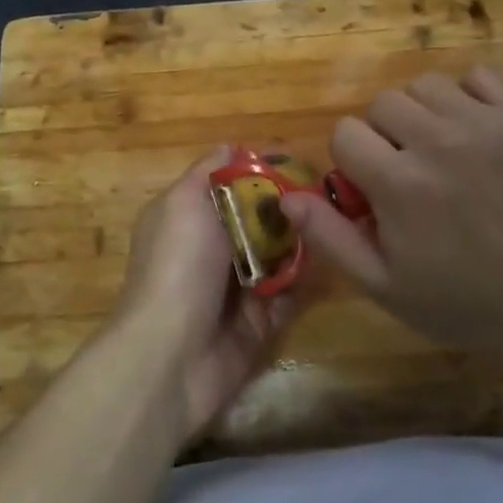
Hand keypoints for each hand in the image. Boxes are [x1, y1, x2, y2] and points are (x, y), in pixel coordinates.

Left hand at [114, 148, 297, 440]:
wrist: (170, 357)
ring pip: (277, 256)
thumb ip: (208, 172)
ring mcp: (233, 288)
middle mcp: (210, 248)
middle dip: (288, 208)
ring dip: (300, 244)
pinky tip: (324, 265)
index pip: (229, 183)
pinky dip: (302, 283)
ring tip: (332, 226)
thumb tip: (230, 145)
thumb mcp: (184, 202)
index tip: (297, 160)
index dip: (260, 171)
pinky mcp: (256, 323)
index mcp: (187, 216)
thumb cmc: (178, 266)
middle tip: (326, 195)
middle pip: (258, 219)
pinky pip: (287, 295)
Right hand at [282, 66, 502, 371]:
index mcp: (398, 182)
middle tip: (408, 170)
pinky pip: (478, 76)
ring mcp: (481, 123)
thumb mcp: (387, 287)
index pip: (345, 133)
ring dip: (421, 111)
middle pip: (383, 103)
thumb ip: (331, 238)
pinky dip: (468, 94)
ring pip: (425, 84)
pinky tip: (473, 127)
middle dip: (384, 134)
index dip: (352, 160)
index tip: (374, 188)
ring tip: (440, 146)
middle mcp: (435, 140)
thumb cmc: (469, 302)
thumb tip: (286, 198)